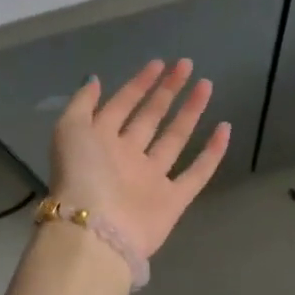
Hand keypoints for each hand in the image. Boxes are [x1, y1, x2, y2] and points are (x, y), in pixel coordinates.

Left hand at [49, 59, 231, 261]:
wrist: (96, 231)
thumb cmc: (82, 174)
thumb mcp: (69, 129)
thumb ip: (82, 103)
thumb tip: (94, 79)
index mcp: (101, 141)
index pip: (123, 105)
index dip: (139, 84)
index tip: (159, 63)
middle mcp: (126, 157)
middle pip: (151, 117)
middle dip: (167, 91)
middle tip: (186, 66)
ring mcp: (151, 179)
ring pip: (175, 139)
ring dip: (190, 112)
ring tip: (206, 85)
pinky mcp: (173, 200)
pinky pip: (197, 173)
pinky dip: (212, 153)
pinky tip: (225, 128)